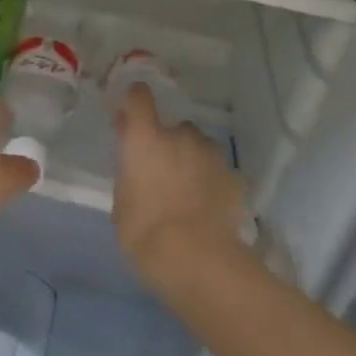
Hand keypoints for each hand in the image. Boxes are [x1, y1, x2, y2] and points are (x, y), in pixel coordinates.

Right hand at [112, 84, 250, 279]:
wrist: (198, 259)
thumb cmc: (145, 232)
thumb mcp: (121, 203)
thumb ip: (129, 175)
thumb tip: (135, 166)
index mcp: (145, 138)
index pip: (139, 97)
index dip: (134, 102)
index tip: (130, 118)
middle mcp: (180, 135)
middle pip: (173, 127)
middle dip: (167, 144)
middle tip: (160, 174)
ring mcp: (211, 154)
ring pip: (199, 148)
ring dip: (192, 160)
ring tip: (187, 192)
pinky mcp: (234, 177)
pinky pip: (217, 171)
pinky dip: (211, 181)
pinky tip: (207, 207)